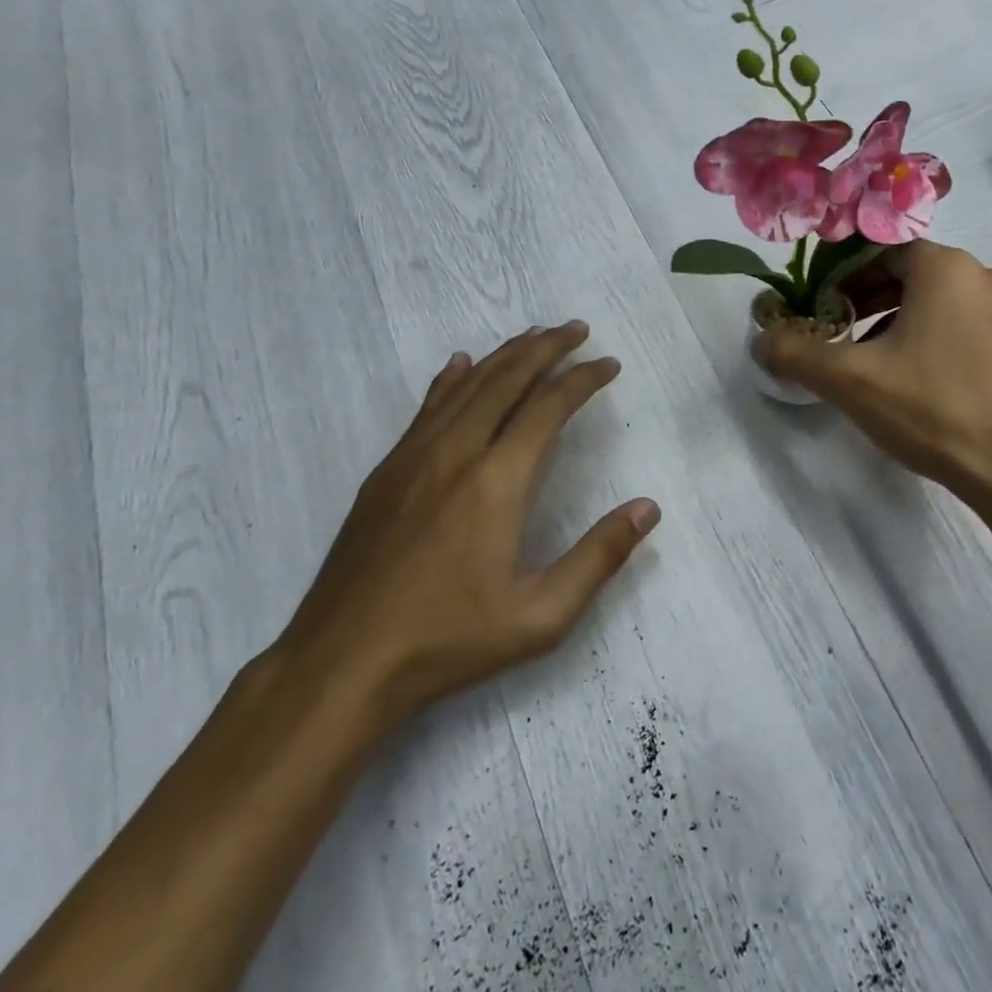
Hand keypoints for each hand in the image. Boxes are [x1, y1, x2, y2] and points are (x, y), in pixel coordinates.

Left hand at [278, 322, 659, 724]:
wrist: (342, 661)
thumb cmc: (449, 639)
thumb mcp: (542, 614)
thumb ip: (599, 557)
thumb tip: (648, 508)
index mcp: (497, 480)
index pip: (548, 406)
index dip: (583, 379)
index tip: (608, 365)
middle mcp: (456, 452)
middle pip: (506, 380)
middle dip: (545, 348)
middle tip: (576, 329)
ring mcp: (413, 457)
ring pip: (466, 386)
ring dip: (503, 355)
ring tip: (533, 337)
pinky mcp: (386, 472)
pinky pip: (426, 408)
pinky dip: (451, 379)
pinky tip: (459, 365)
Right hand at [755, 242, 991, 513]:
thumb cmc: (935, 409)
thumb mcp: (851, 380)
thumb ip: (796, 354)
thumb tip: (760, 340)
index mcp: (946, 268)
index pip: (879, 253)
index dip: (840, 278)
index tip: (818, 311)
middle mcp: (984, 276)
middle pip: (907, 277)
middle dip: (864, 303)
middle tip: (837, 338)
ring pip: (935, 304)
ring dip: (894, 324)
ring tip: (870, 364)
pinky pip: (962, 327)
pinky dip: (929, 341)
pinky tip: (914, 383)